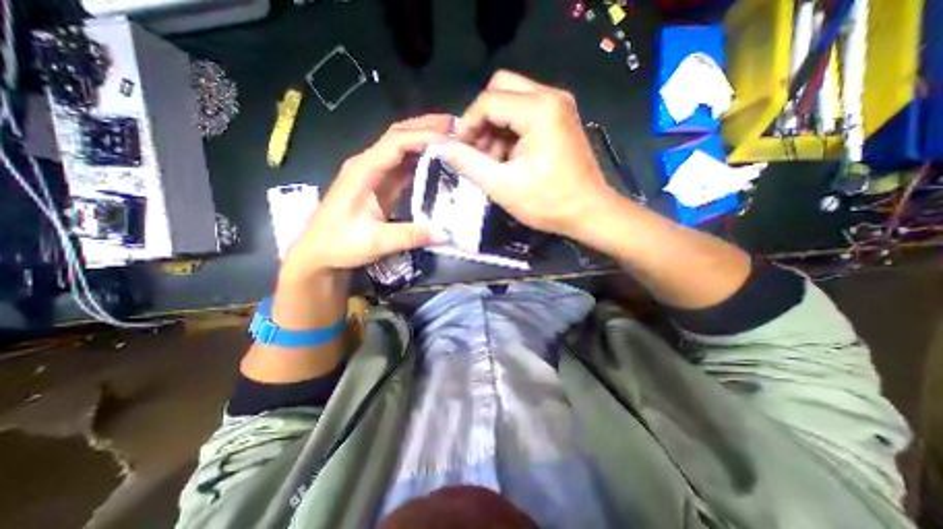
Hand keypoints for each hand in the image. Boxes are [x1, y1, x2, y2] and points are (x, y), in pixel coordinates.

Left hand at [279, 111, 452, 277]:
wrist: (318, 253)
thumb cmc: (339, 244)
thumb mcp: (374, 242)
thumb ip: (410, 236)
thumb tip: (445, 234)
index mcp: (363, 170)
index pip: (396, 143)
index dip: (424, 137)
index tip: (452, 141)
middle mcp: (368, 165)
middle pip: (398, 135)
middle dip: (426, 127)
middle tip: (456, 126)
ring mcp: (373, 174)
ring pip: (401, 148)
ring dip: (425, 140)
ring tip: (452, 140)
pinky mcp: (380, 185)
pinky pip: (402, 166)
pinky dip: (420, 159)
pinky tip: (436, 161)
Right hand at [439, 70, 623, 239]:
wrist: (589, 213)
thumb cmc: (548, 203)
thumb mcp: (502, 186)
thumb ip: (468, 163)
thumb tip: (441, 146)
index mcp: (539, 109)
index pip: (488, 101)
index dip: (467, 124)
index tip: (458, 150)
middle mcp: (551, 96)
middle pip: (500, 89)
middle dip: (482, 120)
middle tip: (476, 151)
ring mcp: (558, 106)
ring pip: (512, 101)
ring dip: (495, 128)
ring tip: (492, 162)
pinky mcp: (560, 118)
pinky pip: (524, 113)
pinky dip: (509, 132)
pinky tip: (507, 159)